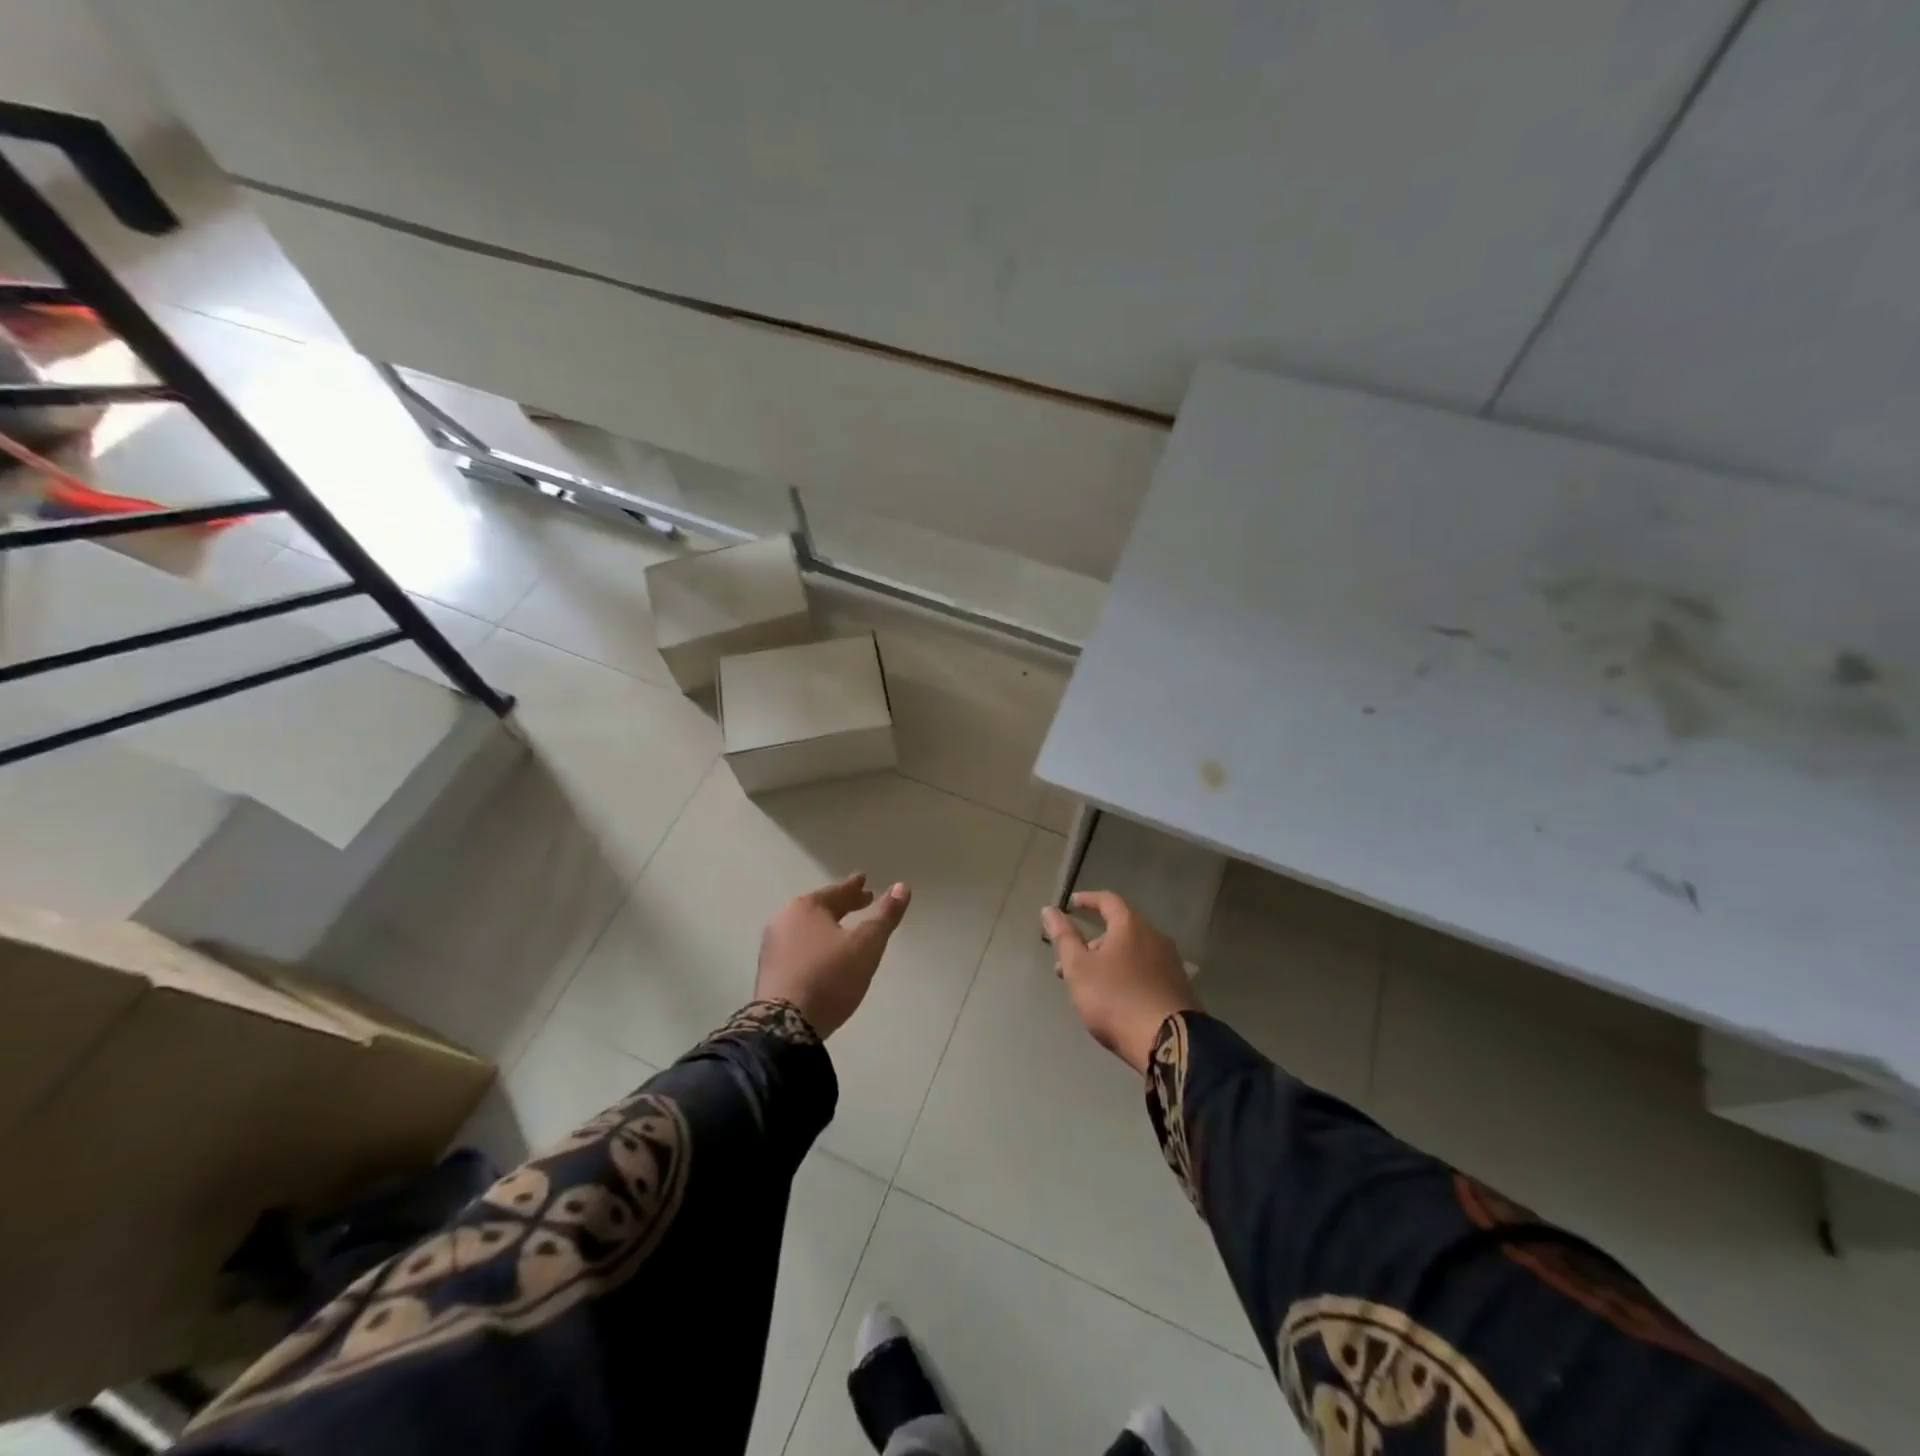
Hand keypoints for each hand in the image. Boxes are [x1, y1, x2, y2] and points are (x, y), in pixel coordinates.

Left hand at [756, 872, 911, 1038]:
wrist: (784, 1026)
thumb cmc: (829, 976)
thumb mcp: (866, 945)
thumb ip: (885, 916)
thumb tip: (902, 887)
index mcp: (805, 908)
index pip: (836, 892)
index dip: (854, 888)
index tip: (864, 880)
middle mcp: (784, 921)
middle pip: (819, 908)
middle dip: (842, 905)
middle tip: (862, 901)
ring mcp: (772, 948)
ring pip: (807, 929)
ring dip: (828, 927)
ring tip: (844, 931)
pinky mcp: (770, 973)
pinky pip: (798, 949)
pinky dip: (815, 946)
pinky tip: (824, 957)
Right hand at [1042, 891, 1199, 1074]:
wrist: (1169, 1042)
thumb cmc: (1116, 999)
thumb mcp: (1079, 969)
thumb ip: (1064, 938)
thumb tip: (1049, 909)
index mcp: (1131, 926)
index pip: (1108, 900)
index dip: (1089, 900)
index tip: (1072, 903)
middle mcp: (1155, 937)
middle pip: (1120, 929)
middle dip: (1093, 943)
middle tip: (1071, 963)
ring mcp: (1171, 963)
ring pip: (1132, 953)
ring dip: (1108, 962)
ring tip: (1089, 986)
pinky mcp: (1179, 988)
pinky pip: (1146, 971)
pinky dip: (1127, 975)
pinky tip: (1116, 998)